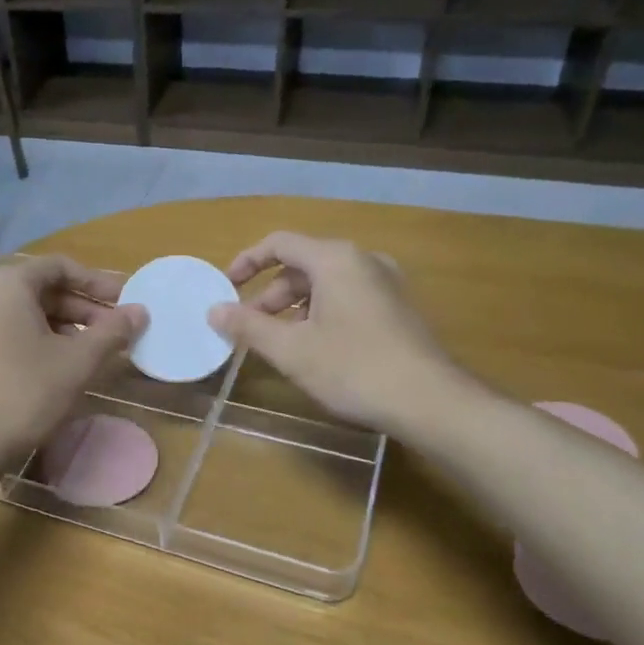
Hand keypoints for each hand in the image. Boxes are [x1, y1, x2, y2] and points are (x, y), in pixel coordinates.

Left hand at [0, 255, 146, 476]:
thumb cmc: (24, 394)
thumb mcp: (77, 362)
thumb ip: (112, 331)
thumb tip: (141, 312)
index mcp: (6, 283)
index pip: (61, 267)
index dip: (98, 282)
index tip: (126, 301)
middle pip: (43, 288)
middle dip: (83, 307)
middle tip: (116, 330)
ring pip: (26, 312)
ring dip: (64, 325)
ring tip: (94, 350)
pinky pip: (8, 330)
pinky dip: (39, 338)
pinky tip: (61, 364)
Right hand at [209, 232, 466, 434]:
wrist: (429, 401)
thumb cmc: (353, 368)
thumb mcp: (291, 350)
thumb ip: (248, 326)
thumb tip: (214, 311)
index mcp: (335, 259)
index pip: (280, 243)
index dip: (247, 261)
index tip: (226, 287)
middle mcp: (363, 261)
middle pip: (303, 265)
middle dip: (269, 294)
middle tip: (249, 327)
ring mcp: (385, 283)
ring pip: (326, 284)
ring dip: (294, 307)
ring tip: (278, 342)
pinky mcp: (397, 307)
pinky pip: (347, 297)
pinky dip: (320, 313)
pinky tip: (314, 348)